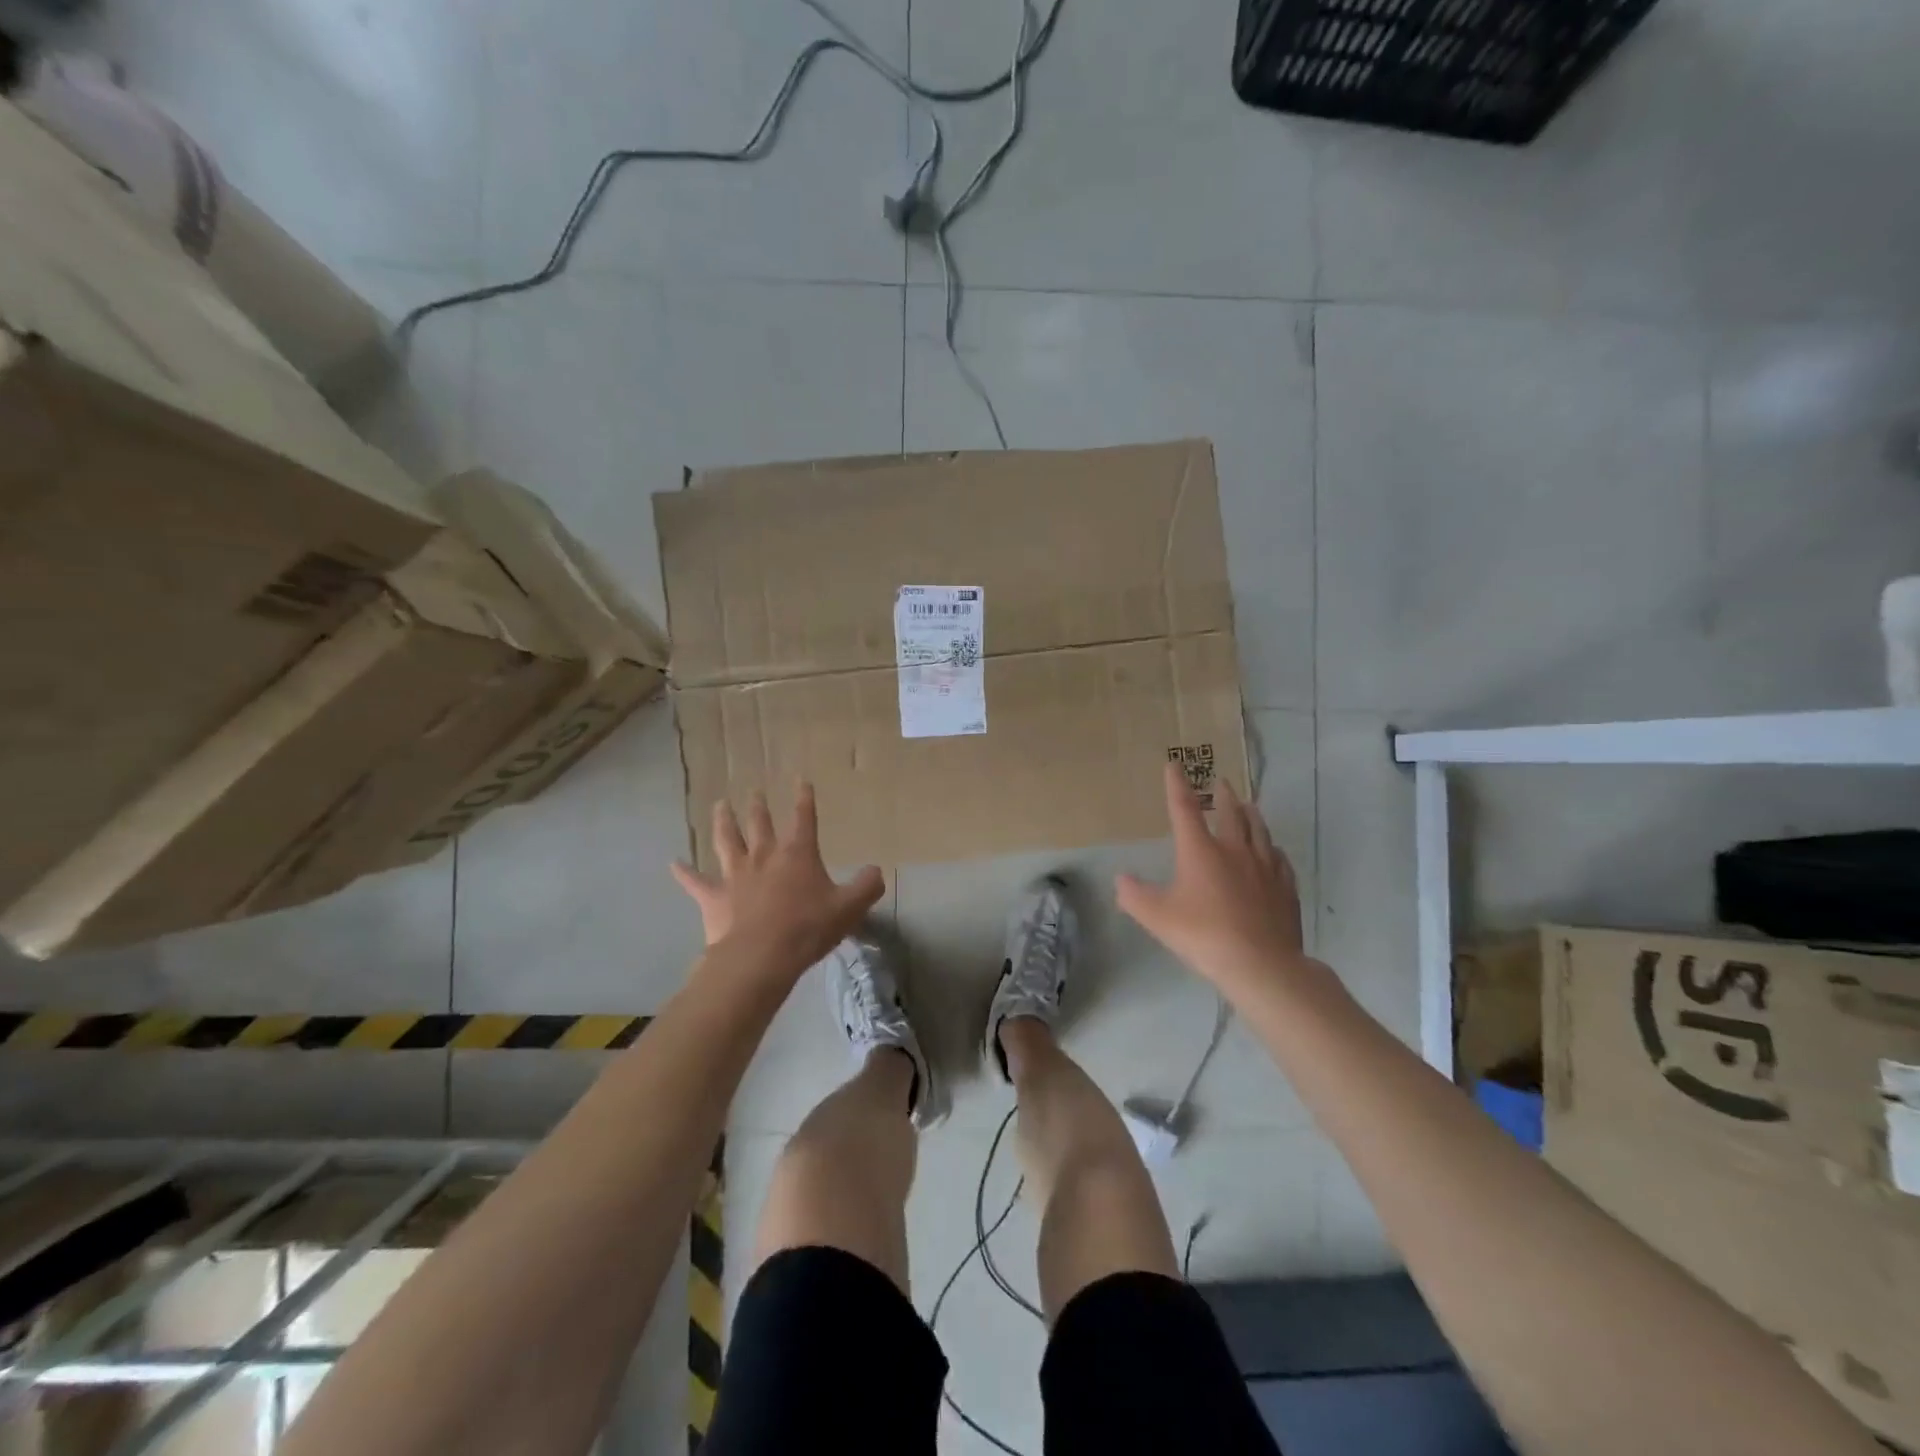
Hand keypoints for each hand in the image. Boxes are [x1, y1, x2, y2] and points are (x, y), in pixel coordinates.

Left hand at [671, 782, 884, 975]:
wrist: (761, 957)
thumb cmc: (808, 928)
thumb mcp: (850, 907)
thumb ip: (867, 885)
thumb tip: (876, 871)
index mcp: (797, 854)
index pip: (803, 818)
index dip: (803, 799)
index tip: (800, 781)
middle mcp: (764, 856)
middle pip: (759, 824)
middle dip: (758, 806)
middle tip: (753, 791)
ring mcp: (735, 875)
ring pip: (727, 841)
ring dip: (723, 822)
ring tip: (719, 805)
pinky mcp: (713, 898)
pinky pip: (695, 882)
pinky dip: (684, 873)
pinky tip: (673, 863)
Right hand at [1116, 761, 1318, 995]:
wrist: (1262, 964)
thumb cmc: (1204, 935)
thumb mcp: (1157, 918)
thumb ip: (1134, 896)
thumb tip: (1120, 880)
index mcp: (1201, 851)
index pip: (1185, 809)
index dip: (1177, 785)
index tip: (1174, 764)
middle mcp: (1235, 850)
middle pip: (1231, 813)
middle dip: (1223, 795)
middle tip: (1222, 782)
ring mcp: (1265, 868)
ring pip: (1259, 831)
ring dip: (1251, 815)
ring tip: (1249, 806)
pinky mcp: (1285, 888)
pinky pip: (1280, 859)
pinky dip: (1273, 849)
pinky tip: (1274, 852)